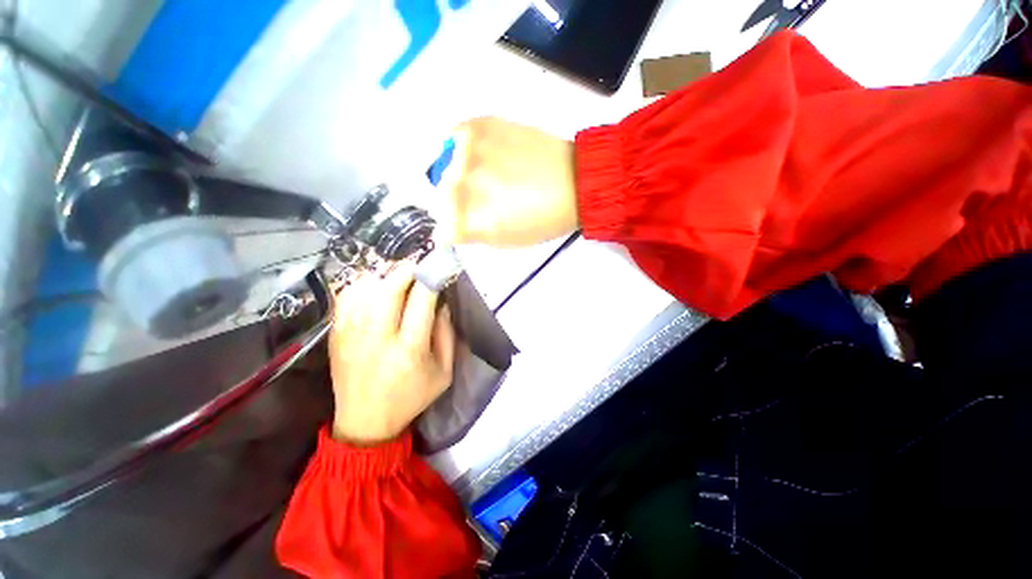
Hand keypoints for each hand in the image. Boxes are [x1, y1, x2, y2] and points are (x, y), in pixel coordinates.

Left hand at [328, 264, 455, 444]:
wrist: (365, 423)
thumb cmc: (411, 397)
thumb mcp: (444, 373)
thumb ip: (446, 336)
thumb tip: (442, 303)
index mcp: (410, 350)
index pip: (422, 301)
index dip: (431, 279)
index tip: (439, 269)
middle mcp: (378, 338)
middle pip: (389, 289)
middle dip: (406, 270)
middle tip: (418, 267)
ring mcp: (352, 335)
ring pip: (365, 289)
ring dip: (385, 276)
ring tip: (398, 279)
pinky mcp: (336, 336)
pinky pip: (346, 297)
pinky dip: (362, 286)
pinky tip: (375, 289)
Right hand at [440, 117, 579, 246]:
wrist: (574, 181)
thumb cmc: (543, 220)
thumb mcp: (505, 241)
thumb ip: (473, 233)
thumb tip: (453, 223)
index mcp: (470, 222)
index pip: (442, 228)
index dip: (454, 229)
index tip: (463, 225)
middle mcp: (461, 186)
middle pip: (441, 198)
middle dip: (457, 203)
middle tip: (481, 200)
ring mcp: (467, 153)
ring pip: (446, 169)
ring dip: (462, 176)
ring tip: (490, 177)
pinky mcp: (478, 126)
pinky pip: (455, 139)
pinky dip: (464, 149)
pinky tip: (485, 156)